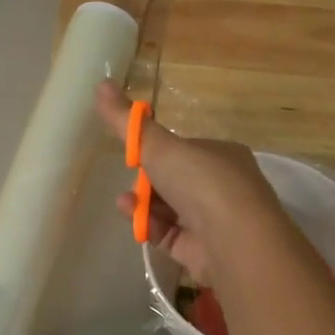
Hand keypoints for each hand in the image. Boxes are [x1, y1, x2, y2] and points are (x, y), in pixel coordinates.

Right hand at [95, 80, 284, 287]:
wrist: (233, 240)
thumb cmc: (201, 182)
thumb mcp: (158, 145)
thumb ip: (128, 122)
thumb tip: (101, 84)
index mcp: (221, 155)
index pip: (183, 150)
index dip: (156, 152)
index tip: (134, 155)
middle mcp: (222, 187)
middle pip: (173, 181)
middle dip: (146, 181)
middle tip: (130, 179)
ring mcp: (213, 221)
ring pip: (169, 209)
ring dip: (143, 204)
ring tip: (126, 202)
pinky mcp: (201, 250)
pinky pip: (169, 234)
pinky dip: (150, 226)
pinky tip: (135, 221)